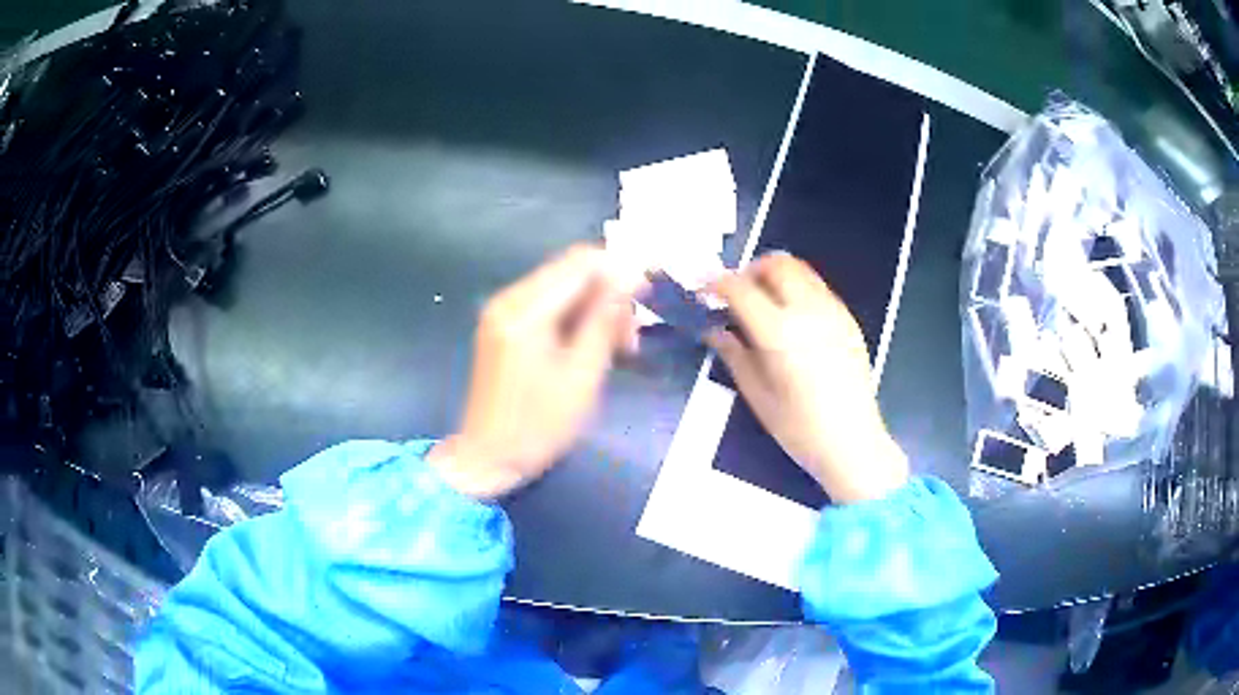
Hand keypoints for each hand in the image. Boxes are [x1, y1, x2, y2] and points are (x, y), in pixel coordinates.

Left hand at [429, 245, 642, 498]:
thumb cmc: (538, 427)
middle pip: (569, 271)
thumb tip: (629, 278)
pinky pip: (546, 304)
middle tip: (632, 337)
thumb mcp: (582, 376)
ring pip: (561, 287)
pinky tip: (590, 345)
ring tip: (617, 346)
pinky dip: (573, 317)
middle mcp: (508, 299)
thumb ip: (604, 321)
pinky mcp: (502, 324)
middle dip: (608, 293)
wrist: (487, 457)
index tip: (647, 297)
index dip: (619, 270)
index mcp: (524, 311)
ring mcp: (501, 311)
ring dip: (593, 307)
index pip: (580, 263)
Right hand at [706, 253, 908, 503]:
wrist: (852, 442)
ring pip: (801, 270)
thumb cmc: (798, 428)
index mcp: (779, 332)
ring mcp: (833, 312)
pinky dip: (797, 288)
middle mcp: (808, 311)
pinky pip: (818, 287)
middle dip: (750, 270)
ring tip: (762, 303)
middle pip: (777, 264)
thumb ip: (733, 354)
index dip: (717, 282)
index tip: (704, 290)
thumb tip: (714, 329)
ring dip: (775, 275)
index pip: (741, 288)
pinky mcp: (848, 320)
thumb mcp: (757, 395)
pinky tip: (790, 319)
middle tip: (736, 294)